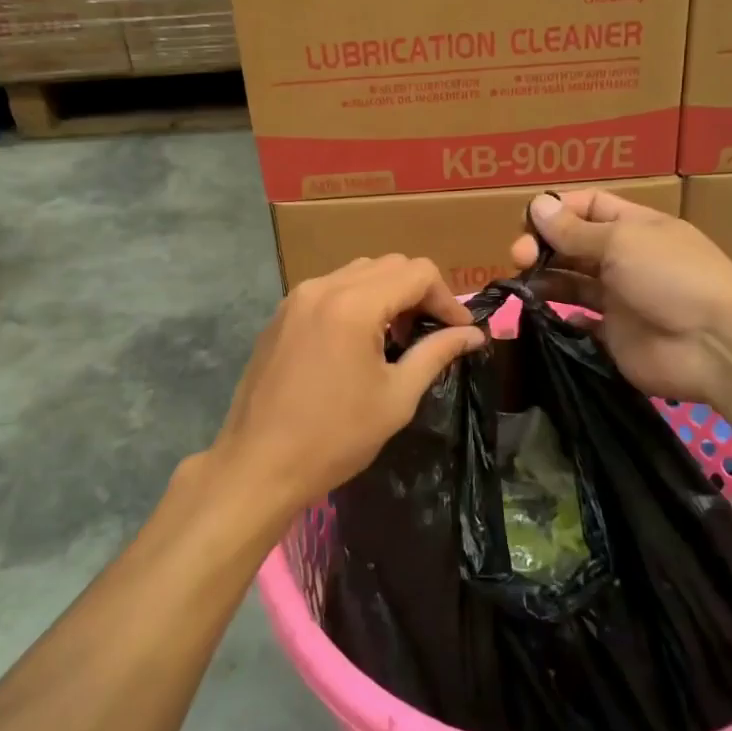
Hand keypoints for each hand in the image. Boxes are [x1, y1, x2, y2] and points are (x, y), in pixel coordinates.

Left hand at [207, 256, 486, 527]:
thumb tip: (473, 334)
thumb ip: (436, 353)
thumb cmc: (335, 437)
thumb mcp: (396, 396)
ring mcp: (297, 298)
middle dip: (419, 293)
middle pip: (389, 265)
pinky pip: (331, 288)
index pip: (417, 273)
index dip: (447, 299)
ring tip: (398, 337)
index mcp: (354, 304)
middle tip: (431, 333)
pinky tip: (360, 340)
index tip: (460, 332)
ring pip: (358, 272)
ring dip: (388, 293)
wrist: (258, 465)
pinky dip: (357, 300)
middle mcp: (323, 287)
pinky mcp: (281, 314)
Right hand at [512, 190, 731, 405]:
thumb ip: (575, 231)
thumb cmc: (671, 277)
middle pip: (574, 244)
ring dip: (545, 278)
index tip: (527, 222)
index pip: (588, 207)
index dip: (557, 210)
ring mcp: (620, 299)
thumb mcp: (622, 242)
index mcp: (634, 227)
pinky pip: (579, 323)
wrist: (715, 346)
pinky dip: (560, 317)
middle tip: (519, 257)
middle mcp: (625, 259)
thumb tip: (538, 205)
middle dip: (543, 245)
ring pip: (572, 282)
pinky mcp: (614, 337)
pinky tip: (546, 314)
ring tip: (524, 284)